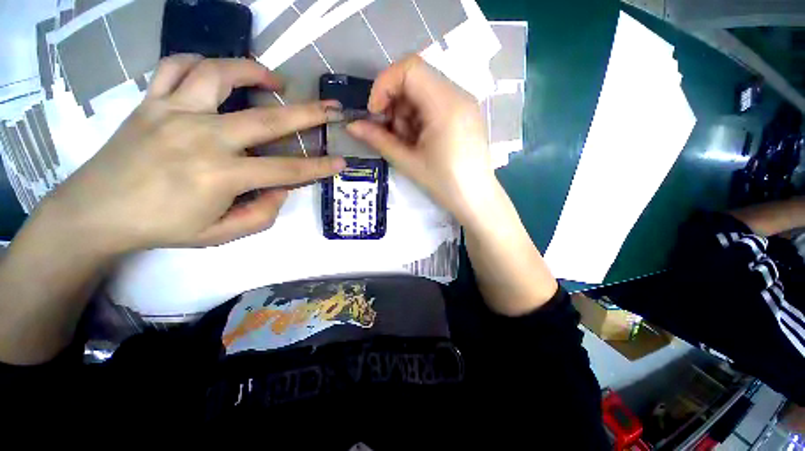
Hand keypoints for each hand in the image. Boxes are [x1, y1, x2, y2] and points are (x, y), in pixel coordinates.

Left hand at [42, 54, 344, 253]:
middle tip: (331, 108)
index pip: (287, 170)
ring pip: (219, 74)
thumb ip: (262, 214)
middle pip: (268, 119)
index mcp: (221, 175)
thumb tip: (281, 189)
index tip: (341, 162)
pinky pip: (176, 67)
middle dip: (309, 113)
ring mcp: (174, 113)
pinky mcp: (151, 102)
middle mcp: (203, 137)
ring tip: (274, 80)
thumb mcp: (221, 235)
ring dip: (254, 72)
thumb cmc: (162, 227)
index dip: (320, 167)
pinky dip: (201, 62)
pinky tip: (217, 72)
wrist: (96, 213)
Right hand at [347, 55, 494, 221]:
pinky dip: (419, 116)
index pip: (409, 68)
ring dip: (406, 111)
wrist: (476, 199)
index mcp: (445, 104)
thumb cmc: (444, 184)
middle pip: (415, 78)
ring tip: (408, 141)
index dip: (384, 85)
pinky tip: (420, 140)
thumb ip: (378, 140)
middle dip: (394, 102)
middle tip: (391, 132)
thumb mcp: (408, 162)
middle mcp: (458, 94)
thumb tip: (352, 126)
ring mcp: (464, 102)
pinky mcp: (464, 112)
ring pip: (423, 90)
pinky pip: (435, 101)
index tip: (375, 113)